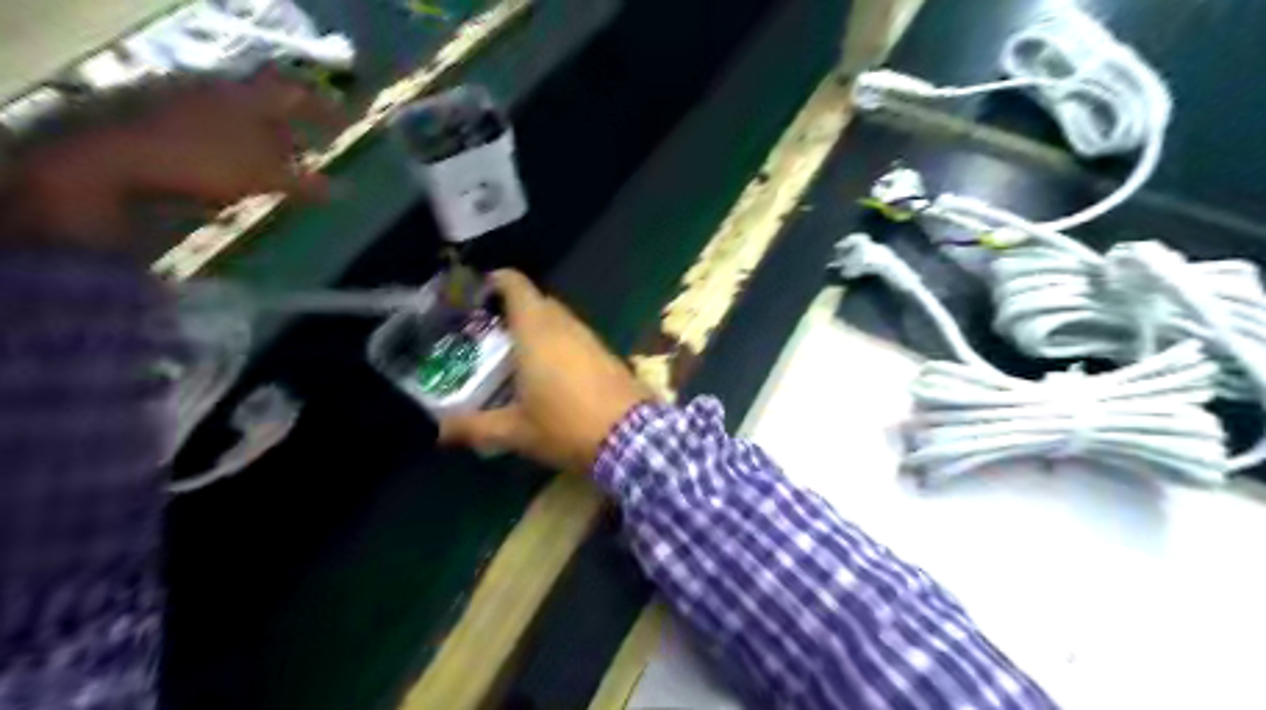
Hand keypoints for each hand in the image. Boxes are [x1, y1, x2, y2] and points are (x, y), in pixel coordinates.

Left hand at [0, 66, 344, 253]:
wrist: (109, 157)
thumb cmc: (202, 162)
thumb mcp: (264, 177)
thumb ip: (304, 183)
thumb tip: (342, 189)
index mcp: (248, 96)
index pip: (297, 93)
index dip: (324, 108)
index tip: (346, 121)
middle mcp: (216, 87)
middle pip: (263, 102)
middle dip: (287, 126)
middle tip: (304, 150)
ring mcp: (180, 96)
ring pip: (233, 113)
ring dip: (255, 136)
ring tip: (266, 165)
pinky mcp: (152, 113)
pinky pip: (205, 124)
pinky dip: (226, 142)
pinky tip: (225, 166)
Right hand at [441, 269, 651, 473]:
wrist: (631, 438)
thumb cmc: (566, 427)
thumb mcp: (516, 432)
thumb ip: (475, 427)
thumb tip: (440, 431)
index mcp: (536, 332)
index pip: (517, 286)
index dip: (496, 281)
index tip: (479, 291)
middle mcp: (565, 326)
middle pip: (538, 301)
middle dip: (515, 308)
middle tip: (492, 331)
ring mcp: (591, 338)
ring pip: (560, 319)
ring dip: (539, 326)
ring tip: (518, 352)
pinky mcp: (607, 354)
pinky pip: (577, 337)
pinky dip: (560, 342)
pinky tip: (552, 371)